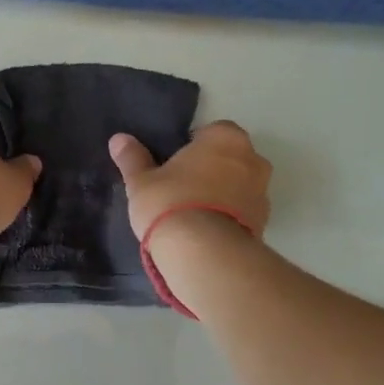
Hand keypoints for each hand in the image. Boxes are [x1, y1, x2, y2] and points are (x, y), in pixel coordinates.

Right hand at [108, 121, 271, 241]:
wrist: (204, 253)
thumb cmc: (170, 203)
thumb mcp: (141, 181)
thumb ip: (132, 158)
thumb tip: (118, 139)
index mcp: (225, 138)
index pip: (211, 131)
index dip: (192, 147)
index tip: (174, 165)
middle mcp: (252, 159)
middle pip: (229, 157)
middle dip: (211, 169)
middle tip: (181, 187)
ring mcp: (262, 192)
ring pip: (239, 185)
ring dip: (222, 194)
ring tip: (193, 214)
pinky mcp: (264, 223)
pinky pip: (243, 211)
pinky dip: (229, 216)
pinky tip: (205, 231)